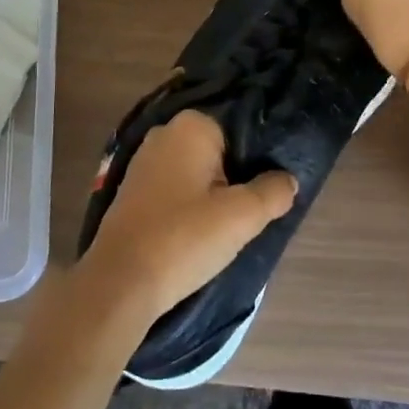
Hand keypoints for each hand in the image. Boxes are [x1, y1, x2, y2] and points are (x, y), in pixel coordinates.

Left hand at [74, 110, 297, 325]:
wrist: (120, 283)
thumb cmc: (184, 238)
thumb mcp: (242, 217)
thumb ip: (273, 192)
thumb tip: (288, 180)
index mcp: (192, 125)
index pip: (242, 132)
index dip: (259, 162)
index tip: (268, 191)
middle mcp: (165, 132)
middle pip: (218, 151)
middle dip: (236, 177)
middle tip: (251, 212)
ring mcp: (144, 160)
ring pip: (196, 171)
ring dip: (212, 193)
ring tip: (227, 226)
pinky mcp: (132, 188)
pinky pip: (174, 187)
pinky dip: (189, 203)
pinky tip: (197, 231)